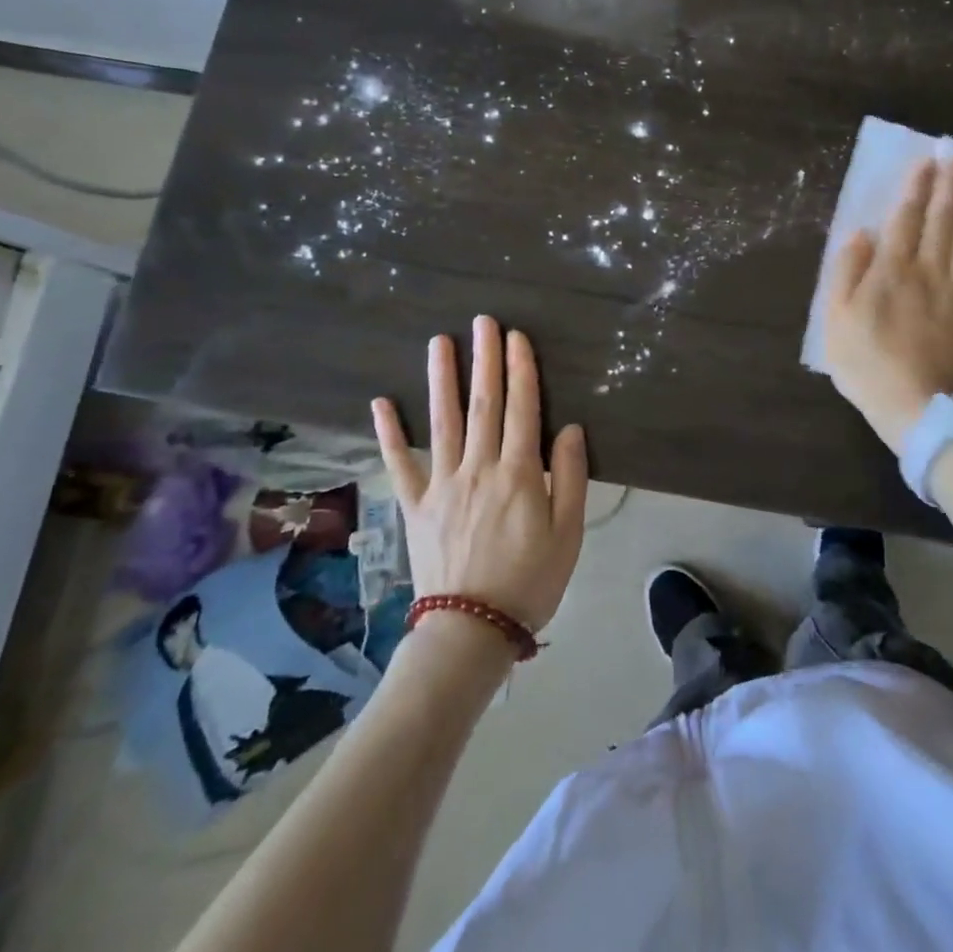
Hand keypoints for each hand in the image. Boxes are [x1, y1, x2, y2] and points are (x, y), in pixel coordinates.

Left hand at [372, 316, 587, 633]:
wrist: (472, 630)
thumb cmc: (530, 581)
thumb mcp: (568, 533)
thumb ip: (570, 477)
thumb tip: (571, 429)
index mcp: (519, 474)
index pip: (522, 409)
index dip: (521, 370)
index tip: (516, 337)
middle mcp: (478, 468)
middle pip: (484, 404)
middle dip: (484, 359)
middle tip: (482, 321)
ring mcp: (442, 484)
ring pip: (443, 421)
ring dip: (442, 379)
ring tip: (440, 341)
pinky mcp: (415, 505)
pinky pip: (400, 464)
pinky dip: (390, 433)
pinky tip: (381, 402)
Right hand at [823, 154, 952, 454]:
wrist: (919, 408)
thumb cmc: (868, 365)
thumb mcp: (836, 320)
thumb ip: (847, 273)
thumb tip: (861, 233)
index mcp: (892, 271)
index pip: (906, 218)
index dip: (917, 186)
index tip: (928, 157)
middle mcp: (930, 270)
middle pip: (944, 218)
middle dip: (952, 181)